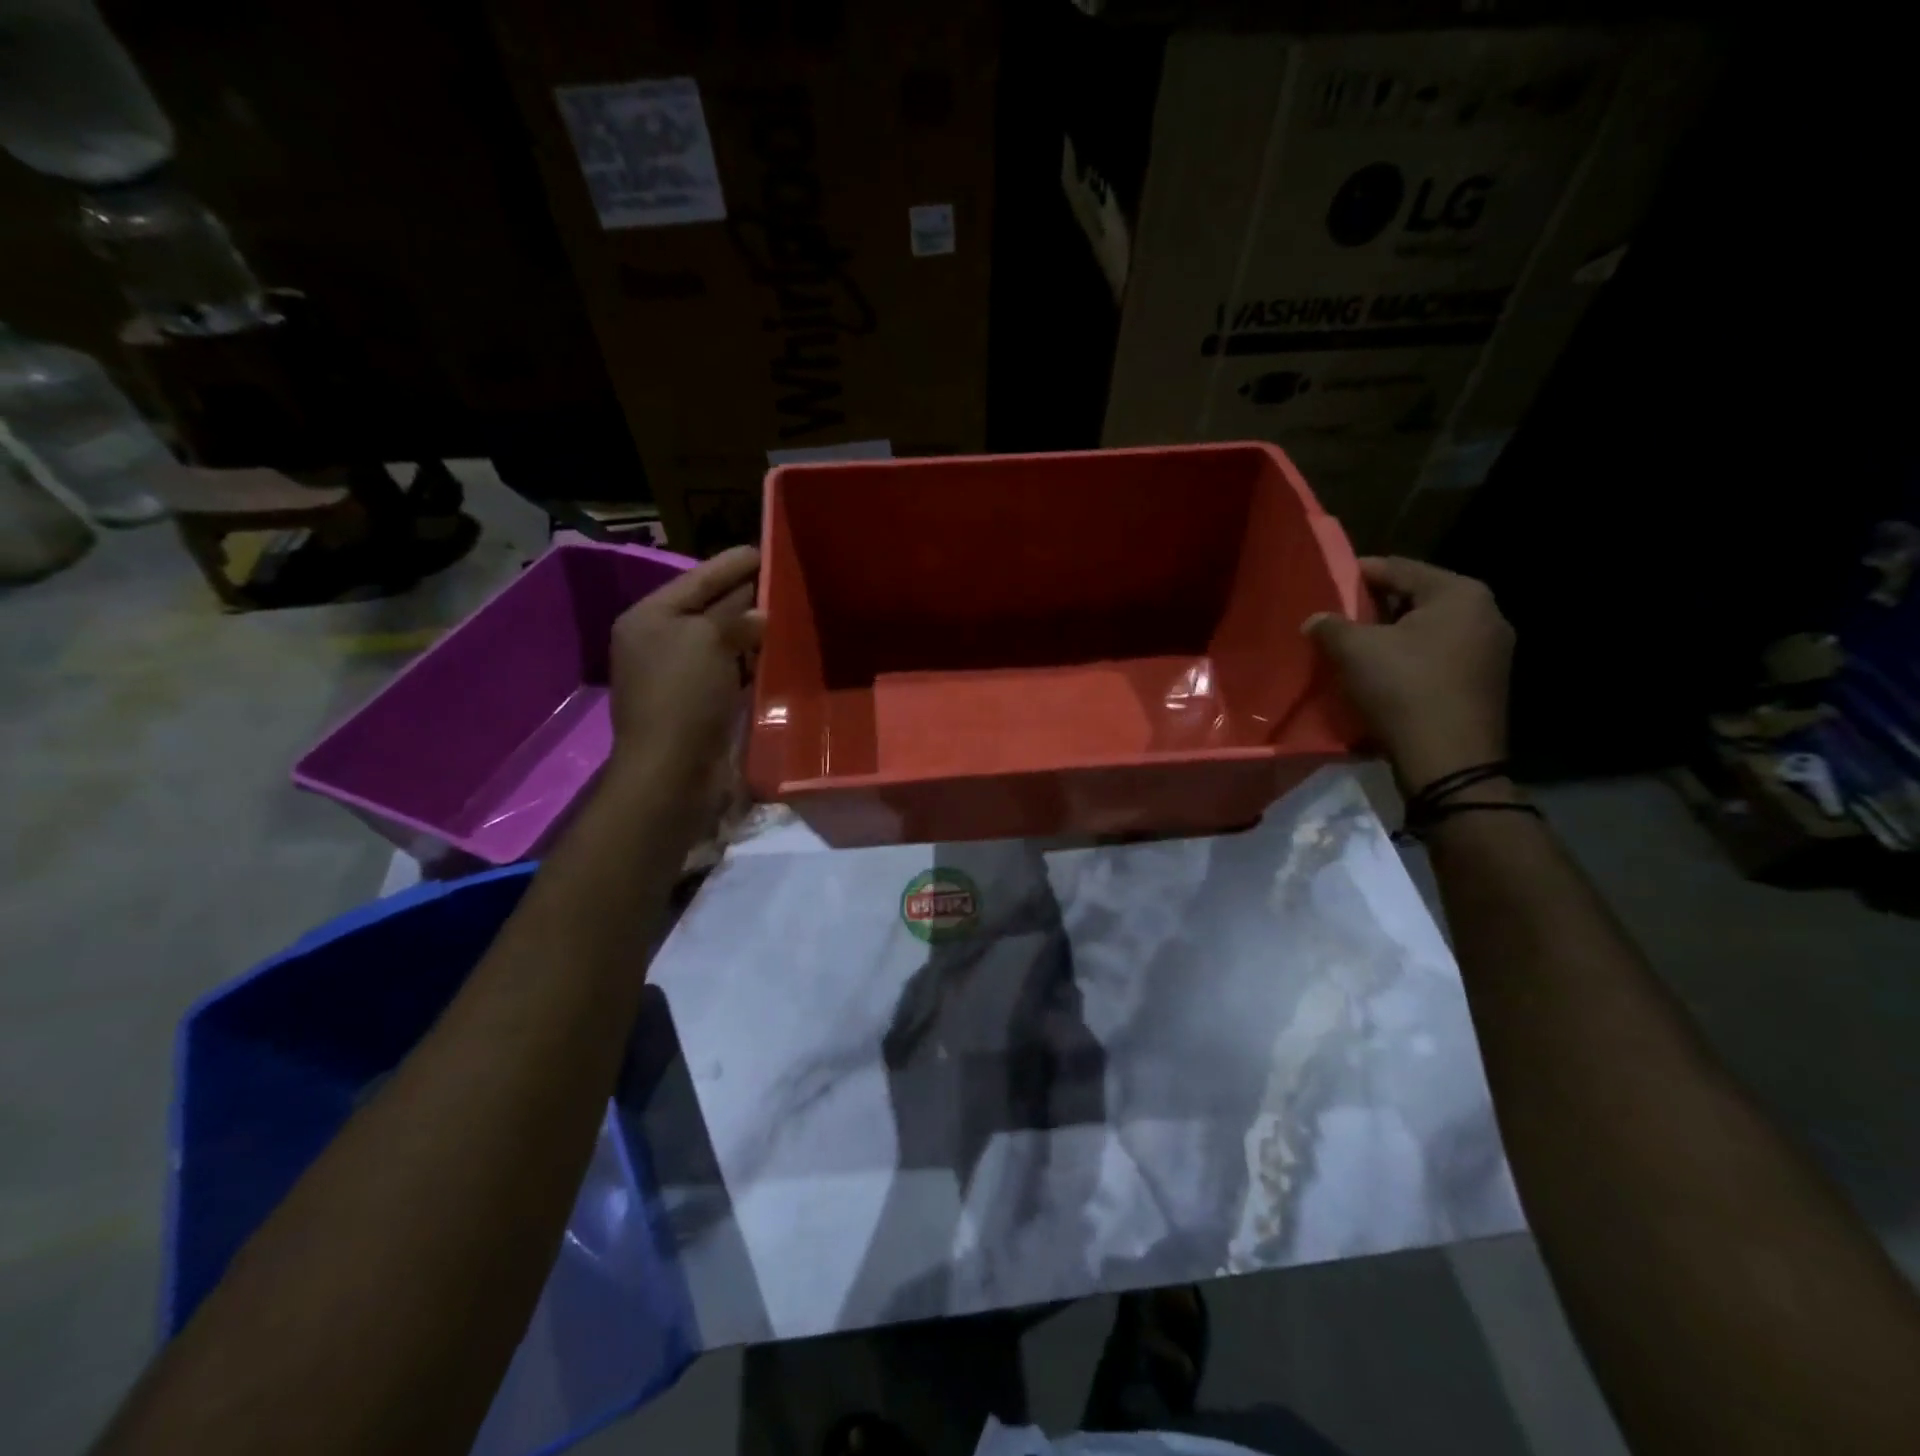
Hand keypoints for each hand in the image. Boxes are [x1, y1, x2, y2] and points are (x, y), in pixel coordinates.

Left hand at [607, 546, 763, 781]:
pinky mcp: (702, 706)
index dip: (731, 564)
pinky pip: (732, 673)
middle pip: (710, 610)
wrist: (673, 772)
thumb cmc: (683, 695)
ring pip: (724, 644)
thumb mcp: (707, 640)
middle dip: (745, 596)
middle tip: (785, 578)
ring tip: (791, 612)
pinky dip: (754, 664)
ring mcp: (681, 677)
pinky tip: (782, 654)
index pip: (697, 580)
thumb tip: (760, 614)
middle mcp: (661, 643)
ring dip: (754, 632)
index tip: (765, 550)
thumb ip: (735, 617)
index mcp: (650, 618)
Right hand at [1305, 556, 1514, 791]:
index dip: (1358, 573)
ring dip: (1391, 636)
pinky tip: (1382, 674)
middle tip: (1338, 618)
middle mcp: (1486, 613)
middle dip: (1375, 608)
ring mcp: (1492, 651)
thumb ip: (1330, 626)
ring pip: (1428, 630)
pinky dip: (1409, 659)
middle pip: (1416, 599)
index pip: (1399, 568)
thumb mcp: (1354, 651)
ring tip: (1355, 648)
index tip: (1328, 582)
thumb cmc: (1403, 690)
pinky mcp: (1485, 683)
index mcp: (1460, 593)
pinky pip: (1439, 657)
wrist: (1449, 761)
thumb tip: (1315, 619)